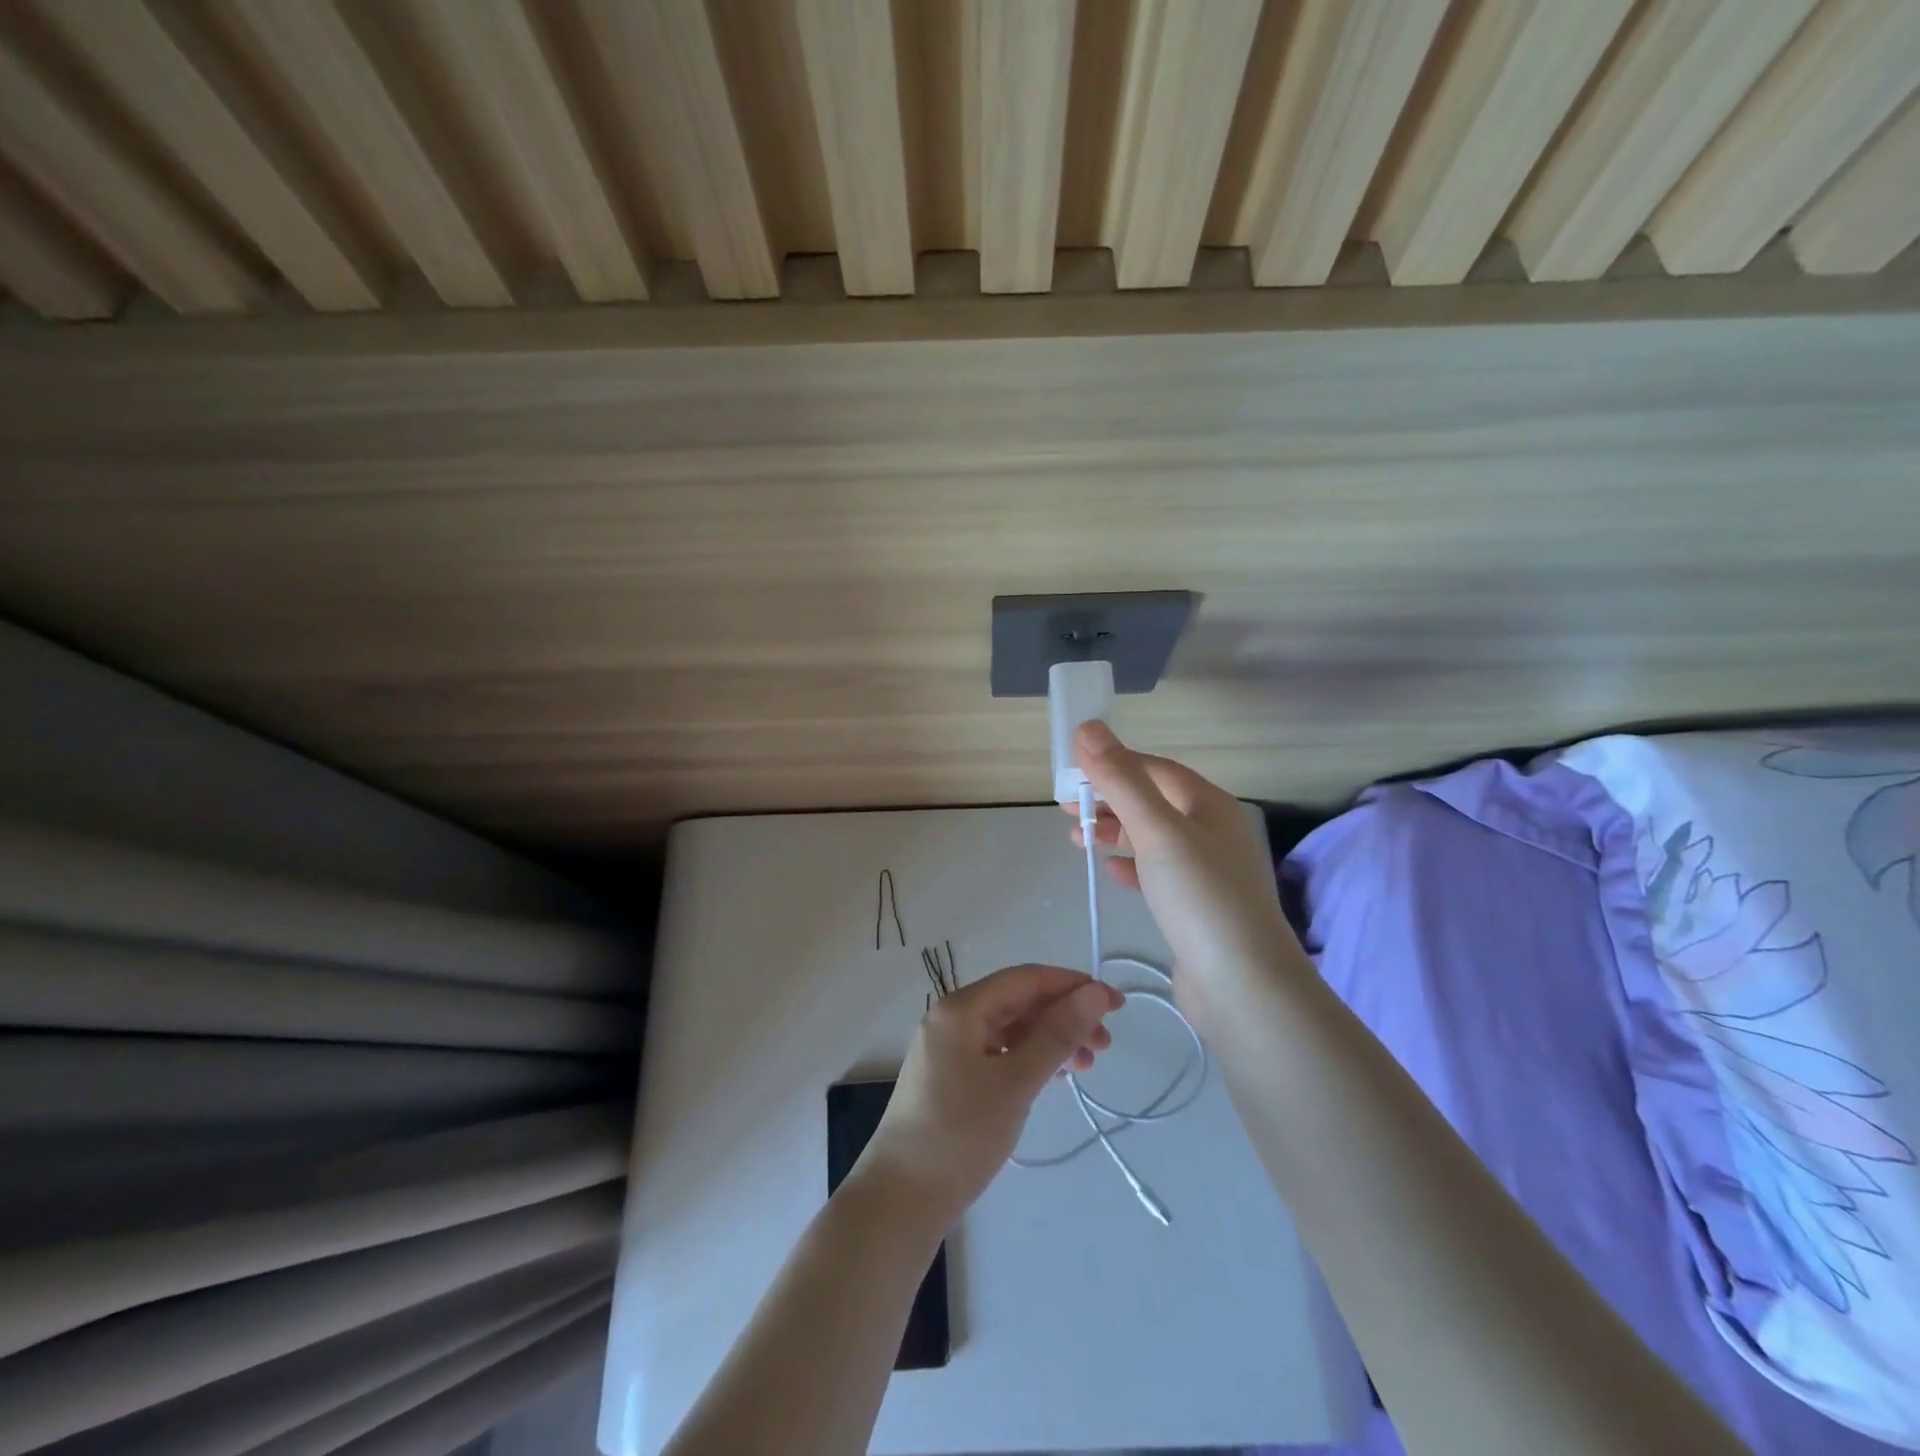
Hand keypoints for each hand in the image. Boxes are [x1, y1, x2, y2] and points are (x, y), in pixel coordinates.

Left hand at [851, 964, 1122, 1229]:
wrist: (900, 1201)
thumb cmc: (960, 1136)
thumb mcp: (1015, 1083)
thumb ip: (1057, 1035)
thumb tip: (1094, 993)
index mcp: (961, 1008)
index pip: (1026, 979)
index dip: (1073, 985)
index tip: (1114, 1005)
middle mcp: (952, 1019)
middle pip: (1018, 1002)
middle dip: (1064, 1016)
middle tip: (1105, 1044)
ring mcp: (949, 1049)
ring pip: (1010, 1029)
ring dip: (1050, 1039)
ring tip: (1087, 1066)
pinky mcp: (951, 1078)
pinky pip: (998, 1053)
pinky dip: (1029, 1059)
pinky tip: (1053, 1076)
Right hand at [1066, 721, 1306, 1031]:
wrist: (1242, 986)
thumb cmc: (1200, 897)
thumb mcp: (1156, 831)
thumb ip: (1121, 780)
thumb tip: (1088, 728)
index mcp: (1210, 806)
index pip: (1155, 770)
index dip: (1114, 764)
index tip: (1072, 770)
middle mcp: (1213, 833)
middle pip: (1153, 803)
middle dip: (1109, 800)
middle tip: (1066, 807)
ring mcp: (1207, 872)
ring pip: (1152, 839)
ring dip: (1115, 832)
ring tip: (1076, 837)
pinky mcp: (1197, 907)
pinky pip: (1158, 873)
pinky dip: (1131, 865)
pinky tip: (1110, 870)